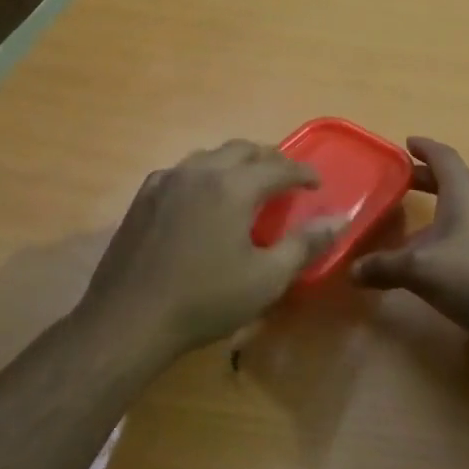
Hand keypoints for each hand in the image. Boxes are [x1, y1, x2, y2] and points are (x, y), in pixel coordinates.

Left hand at [81, 140, 347, 356]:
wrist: (129, 319)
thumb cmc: (205, 300)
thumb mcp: (266, 278)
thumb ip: (305, 244)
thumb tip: (339, 220)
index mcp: (233, 186)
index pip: (278, 167)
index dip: (302, 172)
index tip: (317, 183)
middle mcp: (200, 171)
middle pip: (242, 149)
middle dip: (269, 159)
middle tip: (285, 179)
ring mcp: (167, 180)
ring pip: (210, 155)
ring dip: (235, 163)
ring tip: (247, 184)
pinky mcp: (144, 196)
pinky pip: (183, 171)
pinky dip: (204, 175)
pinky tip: (203, 198)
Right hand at [351, 136, 468, 344]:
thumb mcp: (421, 270)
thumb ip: (384, 267)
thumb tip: (351, 270)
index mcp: (464, 191)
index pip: (443, 156)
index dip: (424, 148)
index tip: (407, 143)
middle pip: (453, 180)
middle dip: (426, 179)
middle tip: (400, 181)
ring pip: (463, 206)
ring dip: (439, 206)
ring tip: (413, 219)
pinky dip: (450, 229)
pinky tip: (437, 254)